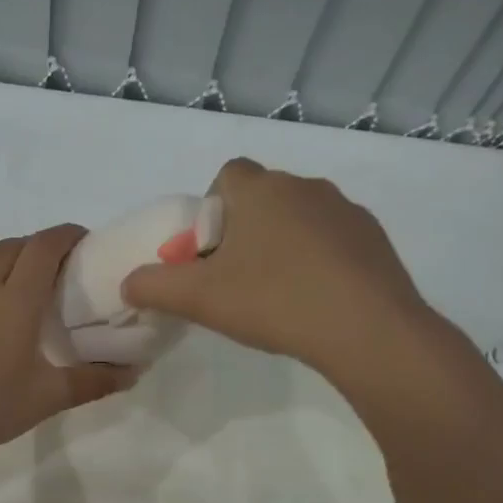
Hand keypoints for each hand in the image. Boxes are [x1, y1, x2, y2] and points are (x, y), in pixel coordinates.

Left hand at [0, 225, 136, 463]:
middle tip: (63, 264)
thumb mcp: (48, 397)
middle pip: (16, 246)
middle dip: (43, 244)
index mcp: (16, 300)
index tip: (86, 241)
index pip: (44, 248)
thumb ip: (93, 381)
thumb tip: (133, 373)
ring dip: (12, 252)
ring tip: (27, 272)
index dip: (67, 235)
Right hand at [120, 157, 434, 379]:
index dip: (211, 210)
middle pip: (261, 198)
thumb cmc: (273, 301)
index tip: (209, 252)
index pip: (226, 175)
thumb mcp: (199, 299)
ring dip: (283, 244)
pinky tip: (316, 299)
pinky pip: (333, 239)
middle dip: (244, 231)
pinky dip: (319, 260)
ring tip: (278, 294)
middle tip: (236, 279)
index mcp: (260, 190)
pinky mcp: (374, 238)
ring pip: (299, 218)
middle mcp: (304, 187)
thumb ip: (154, 286)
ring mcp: (345, 210)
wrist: (365, 328)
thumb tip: (129, 283)